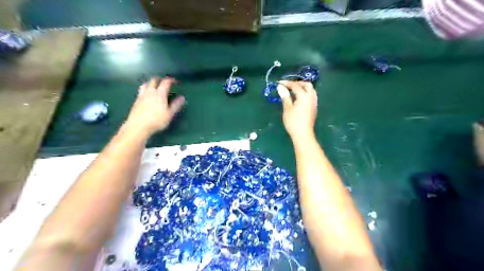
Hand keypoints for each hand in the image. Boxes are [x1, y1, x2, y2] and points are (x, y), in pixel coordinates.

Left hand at [124, 77, 185, 135]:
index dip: (171, 80)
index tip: (175, 81)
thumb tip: (182, 98)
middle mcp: (150, 92)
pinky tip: (147, 95)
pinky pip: (141, 90)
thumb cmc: (157, 120)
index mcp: (160, 93)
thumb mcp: (169, 114)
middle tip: (164, 82)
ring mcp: (142, 95)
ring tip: (154, 86)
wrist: (138, 126)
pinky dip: (145, 89)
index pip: (165, 82)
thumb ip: (176, 105)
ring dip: (151, 83)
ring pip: (145, 84)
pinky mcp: (136, 100)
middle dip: (160, 79)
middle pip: (154, 80)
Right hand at [276, 80, 318, 138]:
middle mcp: (311, 97)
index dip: (287, 83)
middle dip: (298, 83)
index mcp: (304, 96)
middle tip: (288, 86)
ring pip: (310, 90)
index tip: (279, 83)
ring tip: (293, 91)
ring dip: (302, 88)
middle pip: (307, 85)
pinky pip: (311, 96)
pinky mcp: (314, 108)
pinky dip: (305, 93)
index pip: (295, 85)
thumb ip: (285, 96)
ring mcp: (314, 102)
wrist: (303, 134)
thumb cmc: (293, 121)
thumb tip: (280, 87)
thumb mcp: (287, 108)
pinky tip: (298, 98)